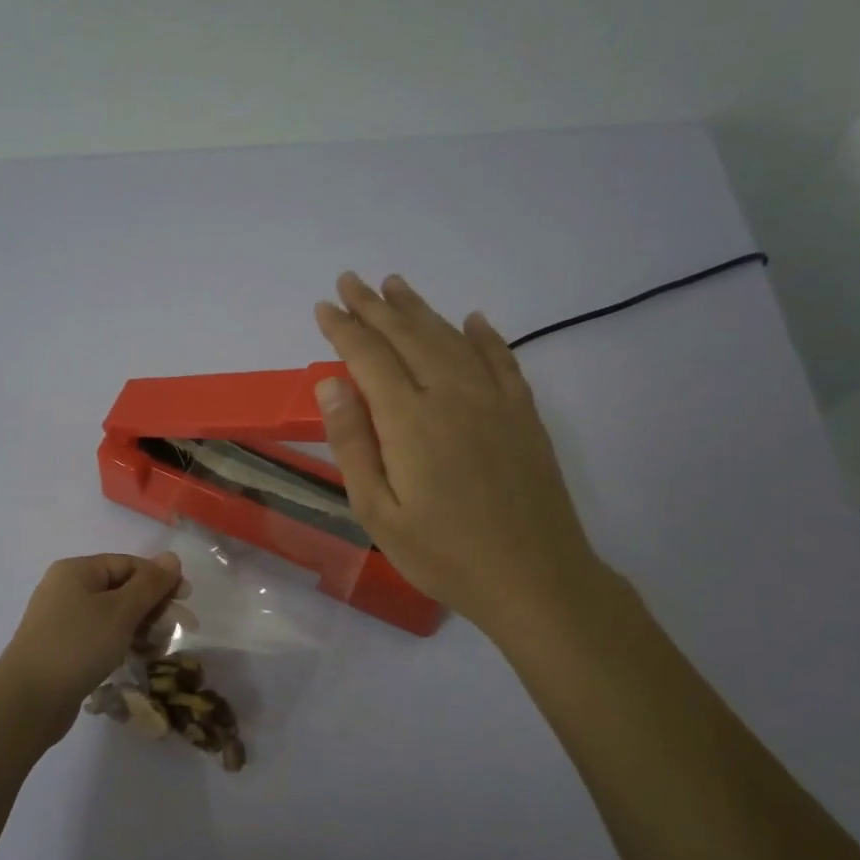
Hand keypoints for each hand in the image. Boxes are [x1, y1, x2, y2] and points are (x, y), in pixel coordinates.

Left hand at [0, 553, 185, 743]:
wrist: (27, 701)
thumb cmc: (77, 646)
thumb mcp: (121, 611)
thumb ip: (150, 584)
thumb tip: (172, 557)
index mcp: (77, 571)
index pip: (128, 564)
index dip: (160, 579)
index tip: (186, 600)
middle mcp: (66, 589)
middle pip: (121, 588)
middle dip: (153, 606)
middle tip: (182, 627)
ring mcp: (62, 620)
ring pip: (113, 615)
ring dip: (142, 627)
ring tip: (161, 648)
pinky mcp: (63, 649)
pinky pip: (100, 636)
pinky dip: (122, 643)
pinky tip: (140, 658)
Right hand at [313, 272, 612, 638]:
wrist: (534, 578)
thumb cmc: (444, 554)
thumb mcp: (378, 512)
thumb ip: (353, 444)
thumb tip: (331, 383)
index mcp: (410, 420)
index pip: (369, 357)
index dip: (344, 329)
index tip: (324, 307)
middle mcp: (453, 395)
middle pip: (408, 336)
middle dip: (375, 306)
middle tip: (351, 280)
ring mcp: (495, 400)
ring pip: (451, 338)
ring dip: (420, 310)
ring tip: (396, 286)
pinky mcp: (524, 414)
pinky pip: (502, 359)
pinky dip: (484, 335)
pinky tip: (472, 320)